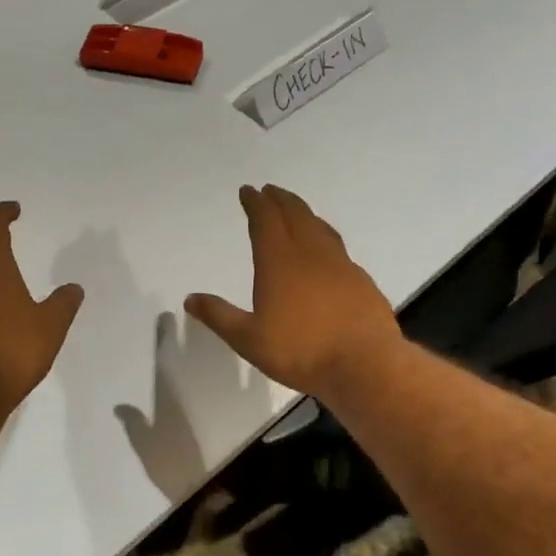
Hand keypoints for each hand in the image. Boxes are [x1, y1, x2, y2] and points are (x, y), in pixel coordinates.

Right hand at [185, 184, 403, 397]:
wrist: (365, 364)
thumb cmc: (301, 351)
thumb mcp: (249, 339)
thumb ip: (220, 316)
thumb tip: (190, 299)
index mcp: (279, 262)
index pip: (265, 221)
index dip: (255, 204)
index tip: (249, 191)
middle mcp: (311, 254)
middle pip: (295, 215)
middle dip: (280, 200)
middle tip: (271, 190)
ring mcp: (341, 265)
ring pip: (319, 228)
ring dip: (304, 213)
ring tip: (296, 211)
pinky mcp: (360, 280)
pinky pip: (338, 247)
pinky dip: (325, 237)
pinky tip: (326, 251)